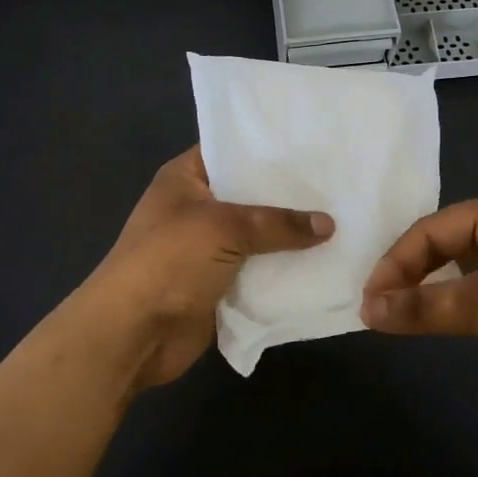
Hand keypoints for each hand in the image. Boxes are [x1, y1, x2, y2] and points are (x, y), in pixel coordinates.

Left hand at [84, 146, 333, 389]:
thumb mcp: (224, 228)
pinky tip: (326, 259)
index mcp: (185, 178)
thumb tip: (329, 224)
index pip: (231, 149)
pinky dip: (285, 268)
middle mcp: (197, 207)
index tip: (313, 143)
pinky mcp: (220, 282)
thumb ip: (278, 223)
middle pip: (251, 194)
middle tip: (340, 181)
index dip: (268, 146)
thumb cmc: (169, 262)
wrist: (133, 333)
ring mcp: (208, 247)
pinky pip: (259, 269)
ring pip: (259, 235)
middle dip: (290, 194)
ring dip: (291, 235)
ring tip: (344, 218)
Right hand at [360, 190, 477, 434]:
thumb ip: (424, 307)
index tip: (369, 301)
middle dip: (411, 274)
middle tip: (381, 310)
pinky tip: (445, 323)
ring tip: (403, 317)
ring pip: (464, 269)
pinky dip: (458, 305)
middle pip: (444, 244)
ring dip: (433, 291)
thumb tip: (367, 309)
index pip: (430, 230)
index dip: (395, 264)